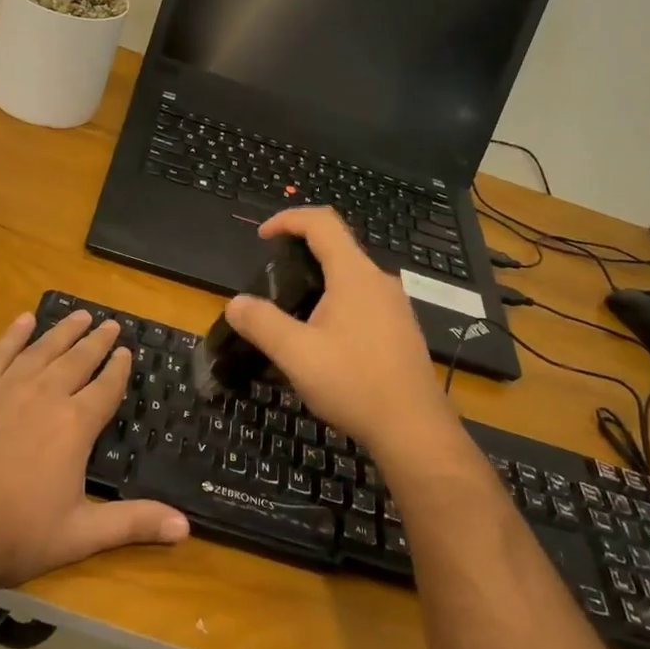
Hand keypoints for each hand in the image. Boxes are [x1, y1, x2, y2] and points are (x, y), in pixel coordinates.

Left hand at [0, 308, 188, 593]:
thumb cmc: (13, 534)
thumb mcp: (79, 535)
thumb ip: (132, 523)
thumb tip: (186, 526)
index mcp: (74, 425)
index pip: (105, 387)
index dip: (119, 368)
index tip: (127, 351)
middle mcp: (45, 395)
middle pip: (77, 360)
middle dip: (96, 341)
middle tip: (110, 323)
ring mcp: (6, 389)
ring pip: (42, 349)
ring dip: (63, 331)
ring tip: (79, 314)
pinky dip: (13, 335)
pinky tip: (24, 320)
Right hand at [224, 208, 460, 463]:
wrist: (414, 429)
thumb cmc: (354, 384)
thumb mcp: (296, 355)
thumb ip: (262, 323)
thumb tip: (235, 303)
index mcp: (355, 275)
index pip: (321, 222)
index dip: (288, 219)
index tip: (262, 237)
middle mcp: (379, 281)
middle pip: (337, 247)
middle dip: (300, 252)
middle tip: (272, 280)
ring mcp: (395, 306)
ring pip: (351, 276)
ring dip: (319, 281)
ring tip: (292, 313)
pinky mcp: (400, 329)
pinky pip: (363, 300)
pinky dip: (336, 303)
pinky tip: (323, 340)